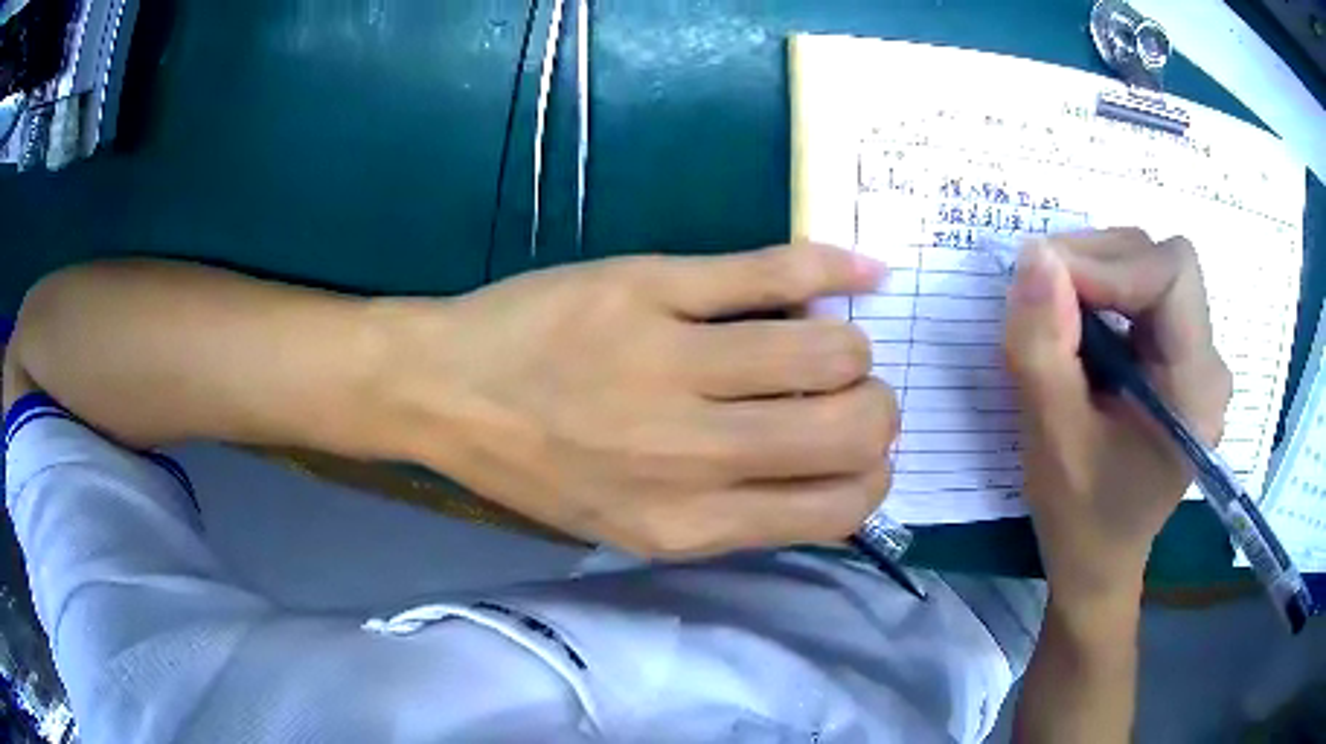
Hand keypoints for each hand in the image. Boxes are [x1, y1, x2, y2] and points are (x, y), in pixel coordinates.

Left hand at [380, 244, 899, 557]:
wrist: (445, 390)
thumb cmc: (535, 467)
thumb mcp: (630, 524)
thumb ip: (732, 514)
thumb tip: (827, 477)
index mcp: (689, 523)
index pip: (839, 507)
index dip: (872, 475)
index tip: (860, 450)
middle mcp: (693, 455)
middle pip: (855, 427)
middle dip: (877, 408)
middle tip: (852, 392)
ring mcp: (673, 362)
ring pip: (832, 348)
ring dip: (850, 345)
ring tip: (823, 337)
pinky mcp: (653, 286)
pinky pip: (776, 271)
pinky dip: (836, 265)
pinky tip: (862, 269)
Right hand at [1003, 229, 1231, 605]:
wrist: (1100, 562)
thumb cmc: (1081, 518)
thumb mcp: (1052, 440)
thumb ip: (1043, 348)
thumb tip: (1034, 256)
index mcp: (1196, 389)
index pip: (1172, 274)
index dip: (1110, 264)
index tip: (1048, 284)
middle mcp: (1209, 363)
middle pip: (1161, 262)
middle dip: (1098, 262)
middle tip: (1042, 297)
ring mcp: (1197, 358)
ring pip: (1150, 269)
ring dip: (1096, 275)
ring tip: (1056, 317)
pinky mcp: (1178, 357)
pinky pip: (1143, 294)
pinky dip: (1102, 294)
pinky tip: (1078, 330)